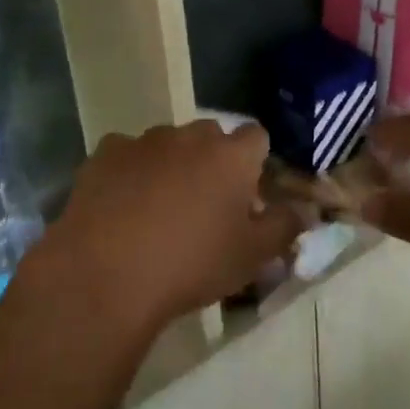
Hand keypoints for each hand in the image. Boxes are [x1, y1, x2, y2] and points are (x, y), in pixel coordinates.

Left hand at [36, 121, 307, 337]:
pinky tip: (121, 206)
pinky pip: (126, 154)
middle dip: (212, 161)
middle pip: (210, 136)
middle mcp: (189, 136)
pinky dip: (130, 171)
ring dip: (170, 164)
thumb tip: (304, 209)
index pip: (257, 137)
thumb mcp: (252, 256)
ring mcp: (144, 140)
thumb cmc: (192, 264)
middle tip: (205, 205)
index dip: (255, 162)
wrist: (108, 273)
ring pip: (167, 143)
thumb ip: (285, 226)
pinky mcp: (105, 152)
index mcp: (231, 156)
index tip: (248, 194)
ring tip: (158, 209)